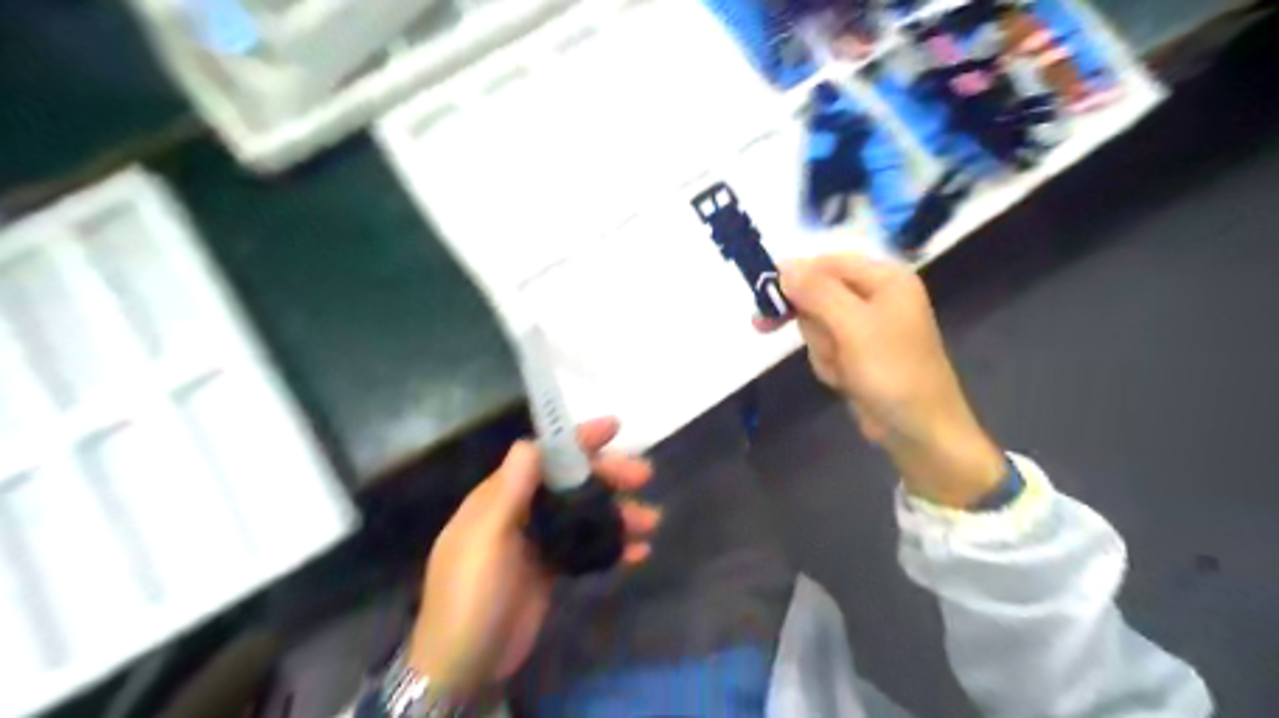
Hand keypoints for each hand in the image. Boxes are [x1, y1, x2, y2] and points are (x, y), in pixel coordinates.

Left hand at [411, 420, 658, 695]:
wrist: (464, 664)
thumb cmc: (473, 594)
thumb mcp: (486, 538)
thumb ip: (510, 490)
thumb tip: (530, 442)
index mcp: (501, 496)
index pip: (543, 456)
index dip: (578, 440)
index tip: (613, 427)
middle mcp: (521, 511)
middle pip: (571, 483)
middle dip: (608, 475)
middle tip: (644, 476)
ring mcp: (537, 541)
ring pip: (584, 514)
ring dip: (618, 513)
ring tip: (652, 521)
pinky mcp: (550, 568)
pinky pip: (586, 547)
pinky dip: (612, 546)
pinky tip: (638, 552)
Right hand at [764, 255, 1002, 507]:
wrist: (919, 431)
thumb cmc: (892, 372)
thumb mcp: (852, 326)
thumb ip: (817, 292)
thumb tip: (783, 265)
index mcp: (885, 279)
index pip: (827, 262)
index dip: (796, 278)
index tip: (766, 301)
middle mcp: (877, 296)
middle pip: (818, 294)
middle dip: (815, 325)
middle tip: (828, 347)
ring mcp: (867, 327)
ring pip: (817, 325)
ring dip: (823, 349)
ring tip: (845, 369)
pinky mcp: (858, 352)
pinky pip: (825, 347)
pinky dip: (829, 364)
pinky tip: (847, 380)